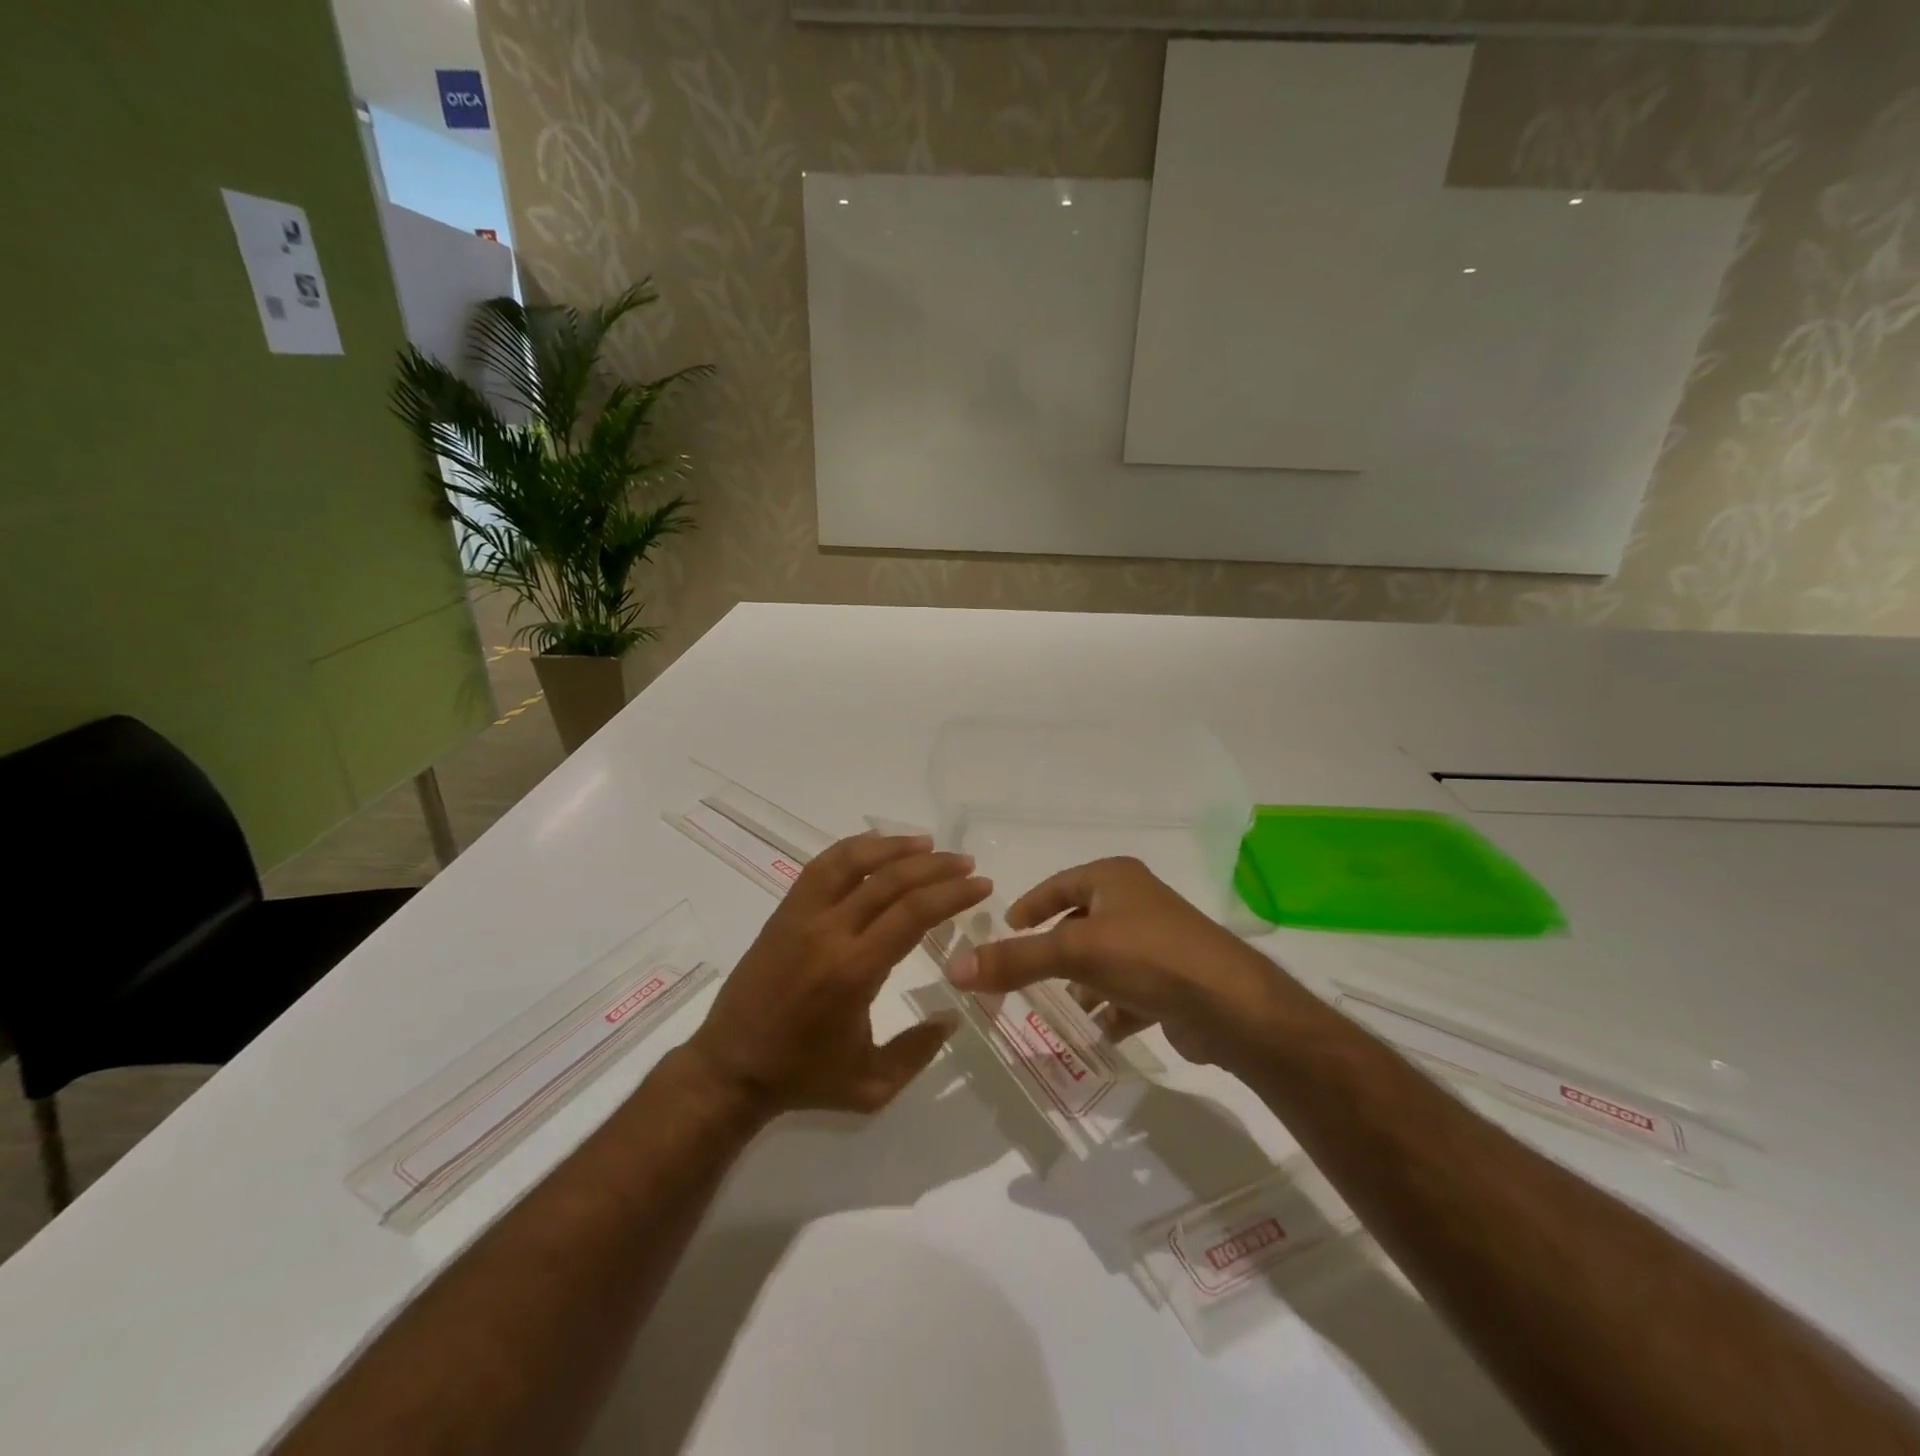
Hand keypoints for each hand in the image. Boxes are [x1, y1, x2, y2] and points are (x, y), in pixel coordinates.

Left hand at [686, 832, 991, 1117]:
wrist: (729, 1069)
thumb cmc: (803, 1077)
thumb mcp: (871, 1084)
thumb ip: (918, 1052)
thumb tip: (953, 1016)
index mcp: (854, 971)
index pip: (912, 914)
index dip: (951, 894)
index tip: (980, 885)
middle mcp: (828, 932)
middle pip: (889, 881)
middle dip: (935, 867)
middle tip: (965, 864)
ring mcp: (801, 916)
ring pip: (851, 861)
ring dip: (893, 847)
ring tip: (928, 843)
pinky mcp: (784, 912)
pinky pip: (821, 867)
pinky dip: (853, 848)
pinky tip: (877, 846)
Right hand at [947, 856, 1281, 1068]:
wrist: (1232, 1006)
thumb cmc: (1148, 956)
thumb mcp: (1075, 952)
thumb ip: (1015, 960)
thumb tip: (954, 967)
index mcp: (1114, 879)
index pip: (1060, 884)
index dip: (1031, 905)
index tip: (1008, 928)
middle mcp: (1138, 902)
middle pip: (1083, 922)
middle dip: (1056, 950)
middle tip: (1025, 973)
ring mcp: (1160, 941)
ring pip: (1107, 959)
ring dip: (1084, 982)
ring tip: (1059, 1006)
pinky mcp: (1175, 980)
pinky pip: (1131, 990)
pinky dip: (1113, 1009)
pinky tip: (1099, 1031)